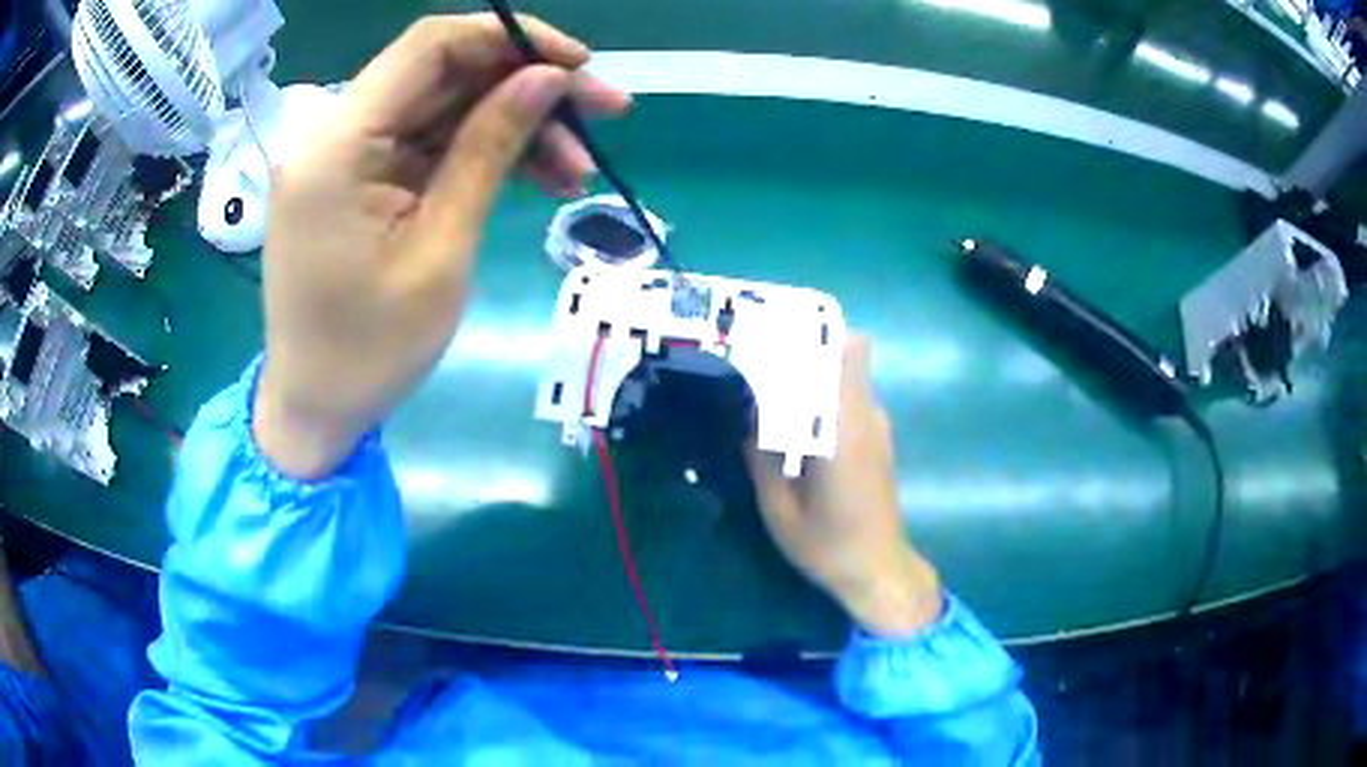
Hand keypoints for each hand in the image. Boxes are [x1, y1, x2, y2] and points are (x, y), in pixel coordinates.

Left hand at [252, 15, 629, 477]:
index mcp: (339, 143)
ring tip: (578, 170)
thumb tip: (547, 79)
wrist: (316, 410)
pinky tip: (537, 178)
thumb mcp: (441, 248)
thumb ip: (489, 149)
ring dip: (514, 126)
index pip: (431, 45)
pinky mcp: (359, 179)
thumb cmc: (370, 351)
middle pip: (444, 73)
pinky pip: (429, 144)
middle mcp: (335, 132)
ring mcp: (347, 156)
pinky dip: (481, 154)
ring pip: (445, 108)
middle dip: (527, 86)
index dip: (511, 39)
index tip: (579, 66)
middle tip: (605, 114)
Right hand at [744, 336, 942, 636]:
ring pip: (844, 379)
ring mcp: (876, 427)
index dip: (818, 333)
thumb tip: (748, 414)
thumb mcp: (779, 508)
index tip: (776, 333)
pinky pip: (848, 402)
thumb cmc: (828, 545)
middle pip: (844, 358)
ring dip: (812, 377)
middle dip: (803, 352)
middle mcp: (866, 416)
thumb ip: (761, 456)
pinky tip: (793, 425)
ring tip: (769, 391)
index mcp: (844, 427)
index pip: (849, 352)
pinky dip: (822, 401)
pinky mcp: (876, 441)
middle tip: (758, 361)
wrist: (877, 570)